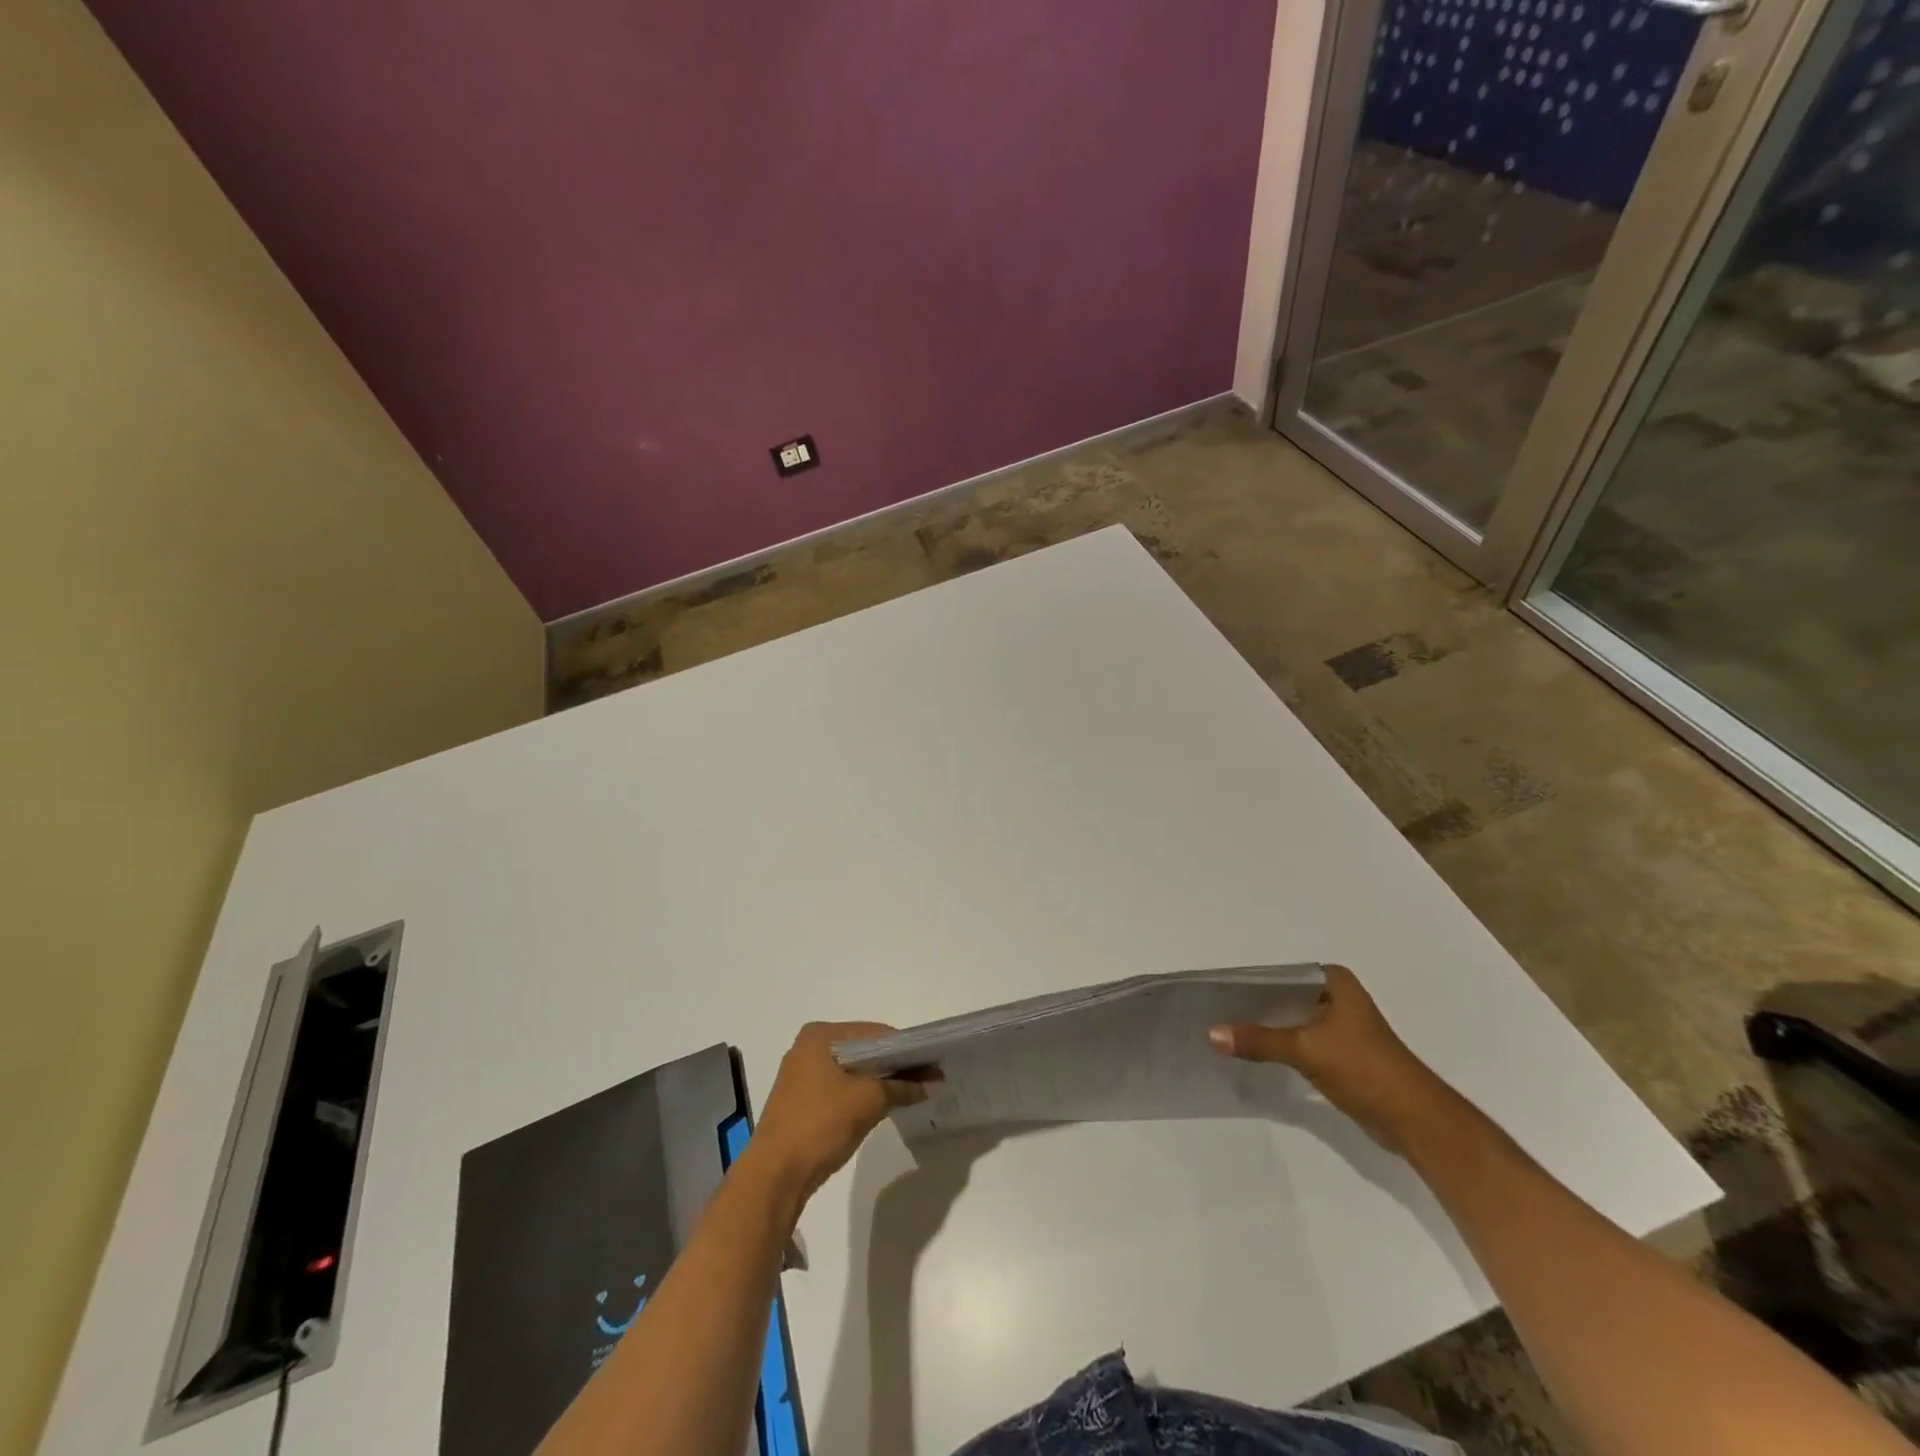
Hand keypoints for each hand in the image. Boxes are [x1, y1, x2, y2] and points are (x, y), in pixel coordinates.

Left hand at [749, 1022, 937, 1203]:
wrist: (774, 1177)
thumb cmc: (820, 1125)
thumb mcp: (868, 1101)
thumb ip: (903, 1086)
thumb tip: (936, 1081)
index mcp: (819, 1035)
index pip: (874, 1033)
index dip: (906, 1048)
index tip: (932, 1063)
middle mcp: (808, 1048)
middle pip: (863, 1050)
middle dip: (894, 1065)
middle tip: (926, 1078)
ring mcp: (802, 1075)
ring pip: (853, 1071)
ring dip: (880, 1081)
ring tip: (911, 1092)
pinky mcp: (802, 1101)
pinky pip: (841, 1089)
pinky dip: (862, 1095)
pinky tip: (883, 1106)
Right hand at [1207, 964, 1448, 1151]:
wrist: (1415, 1120)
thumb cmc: (1365, 1069)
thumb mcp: (1307, 1049)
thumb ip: (1259, 1040)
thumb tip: (1210, 1033)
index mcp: (1334, 981)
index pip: (1278, 975)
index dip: (1247, 984)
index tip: (1214, 993)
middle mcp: (1336, 996)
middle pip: (1282, 997)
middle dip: (1252, 1007)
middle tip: (1212, 1013)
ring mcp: (1339, 1025)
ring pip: (1289, 1020)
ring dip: (1264, 1029)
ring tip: (1225, 1032)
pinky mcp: (1339, 1052)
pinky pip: (1298, 1041)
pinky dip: (1278, 1046)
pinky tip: (1252, 1053)